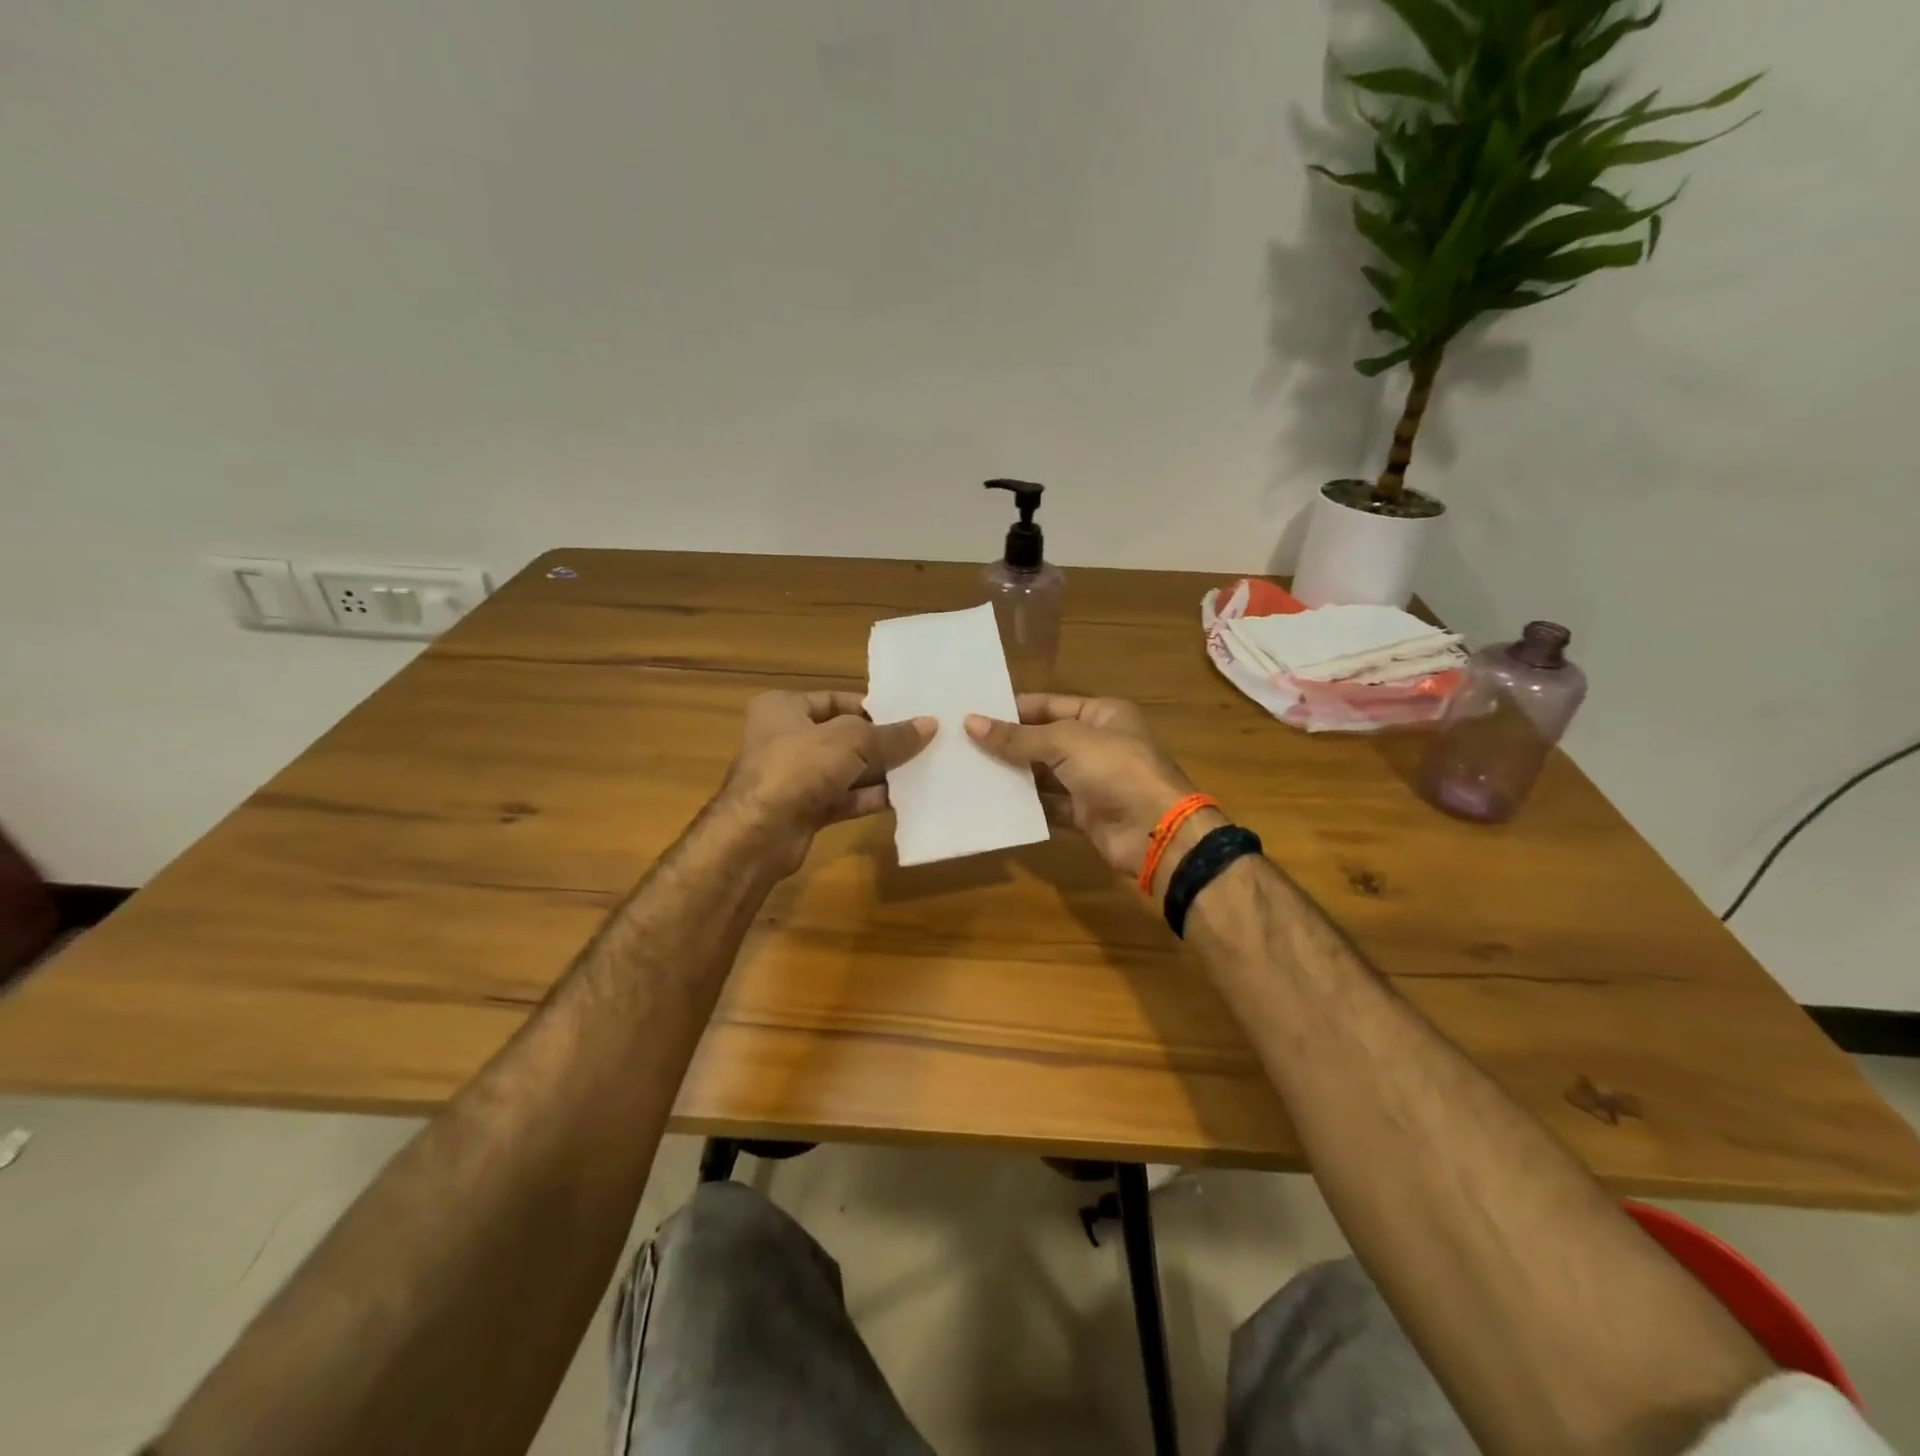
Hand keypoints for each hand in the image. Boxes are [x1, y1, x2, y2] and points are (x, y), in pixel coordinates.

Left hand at [721, 691, 933, 874]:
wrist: (759, 833)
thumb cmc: (799, 767)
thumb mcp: (852, 741)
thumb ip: (891, 735)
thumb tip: (930, 725)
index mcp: (784, 708)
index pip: (835, 700)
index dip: (871, 708)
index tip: (907, 716)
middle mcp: (785, 738)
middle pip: (843, 736)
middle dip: (880, 742)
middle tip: (922, 743)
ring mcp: (793, 777)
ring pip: (844, 770)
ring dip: (878, 772)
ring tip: (921, 768)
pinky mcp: (803, 810)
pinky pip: (843, 798)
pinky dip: (868, 798)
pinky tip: (902, 798)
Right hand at [966, 695, 1211, 891]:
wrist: (1155, 832)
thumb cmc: (1115, 770)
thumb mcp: (1065, 743)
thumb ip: (1018, 737)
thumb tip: (970, 722)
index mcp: (1102, 714)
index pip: (1048, 704)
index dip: (1012, 709)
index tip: (972, 713)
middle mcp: (1097, 744)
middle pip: (1044, 739)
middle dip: (1008, 743)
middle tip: (962, 744)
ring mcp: (1092, 781)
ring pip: (1044, 774)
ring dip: (1013, 774)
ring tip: (969, 771)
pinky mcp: (1085, 814)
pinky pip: (1049, 805)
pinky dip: (1026, 805)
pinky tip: (993, 802)